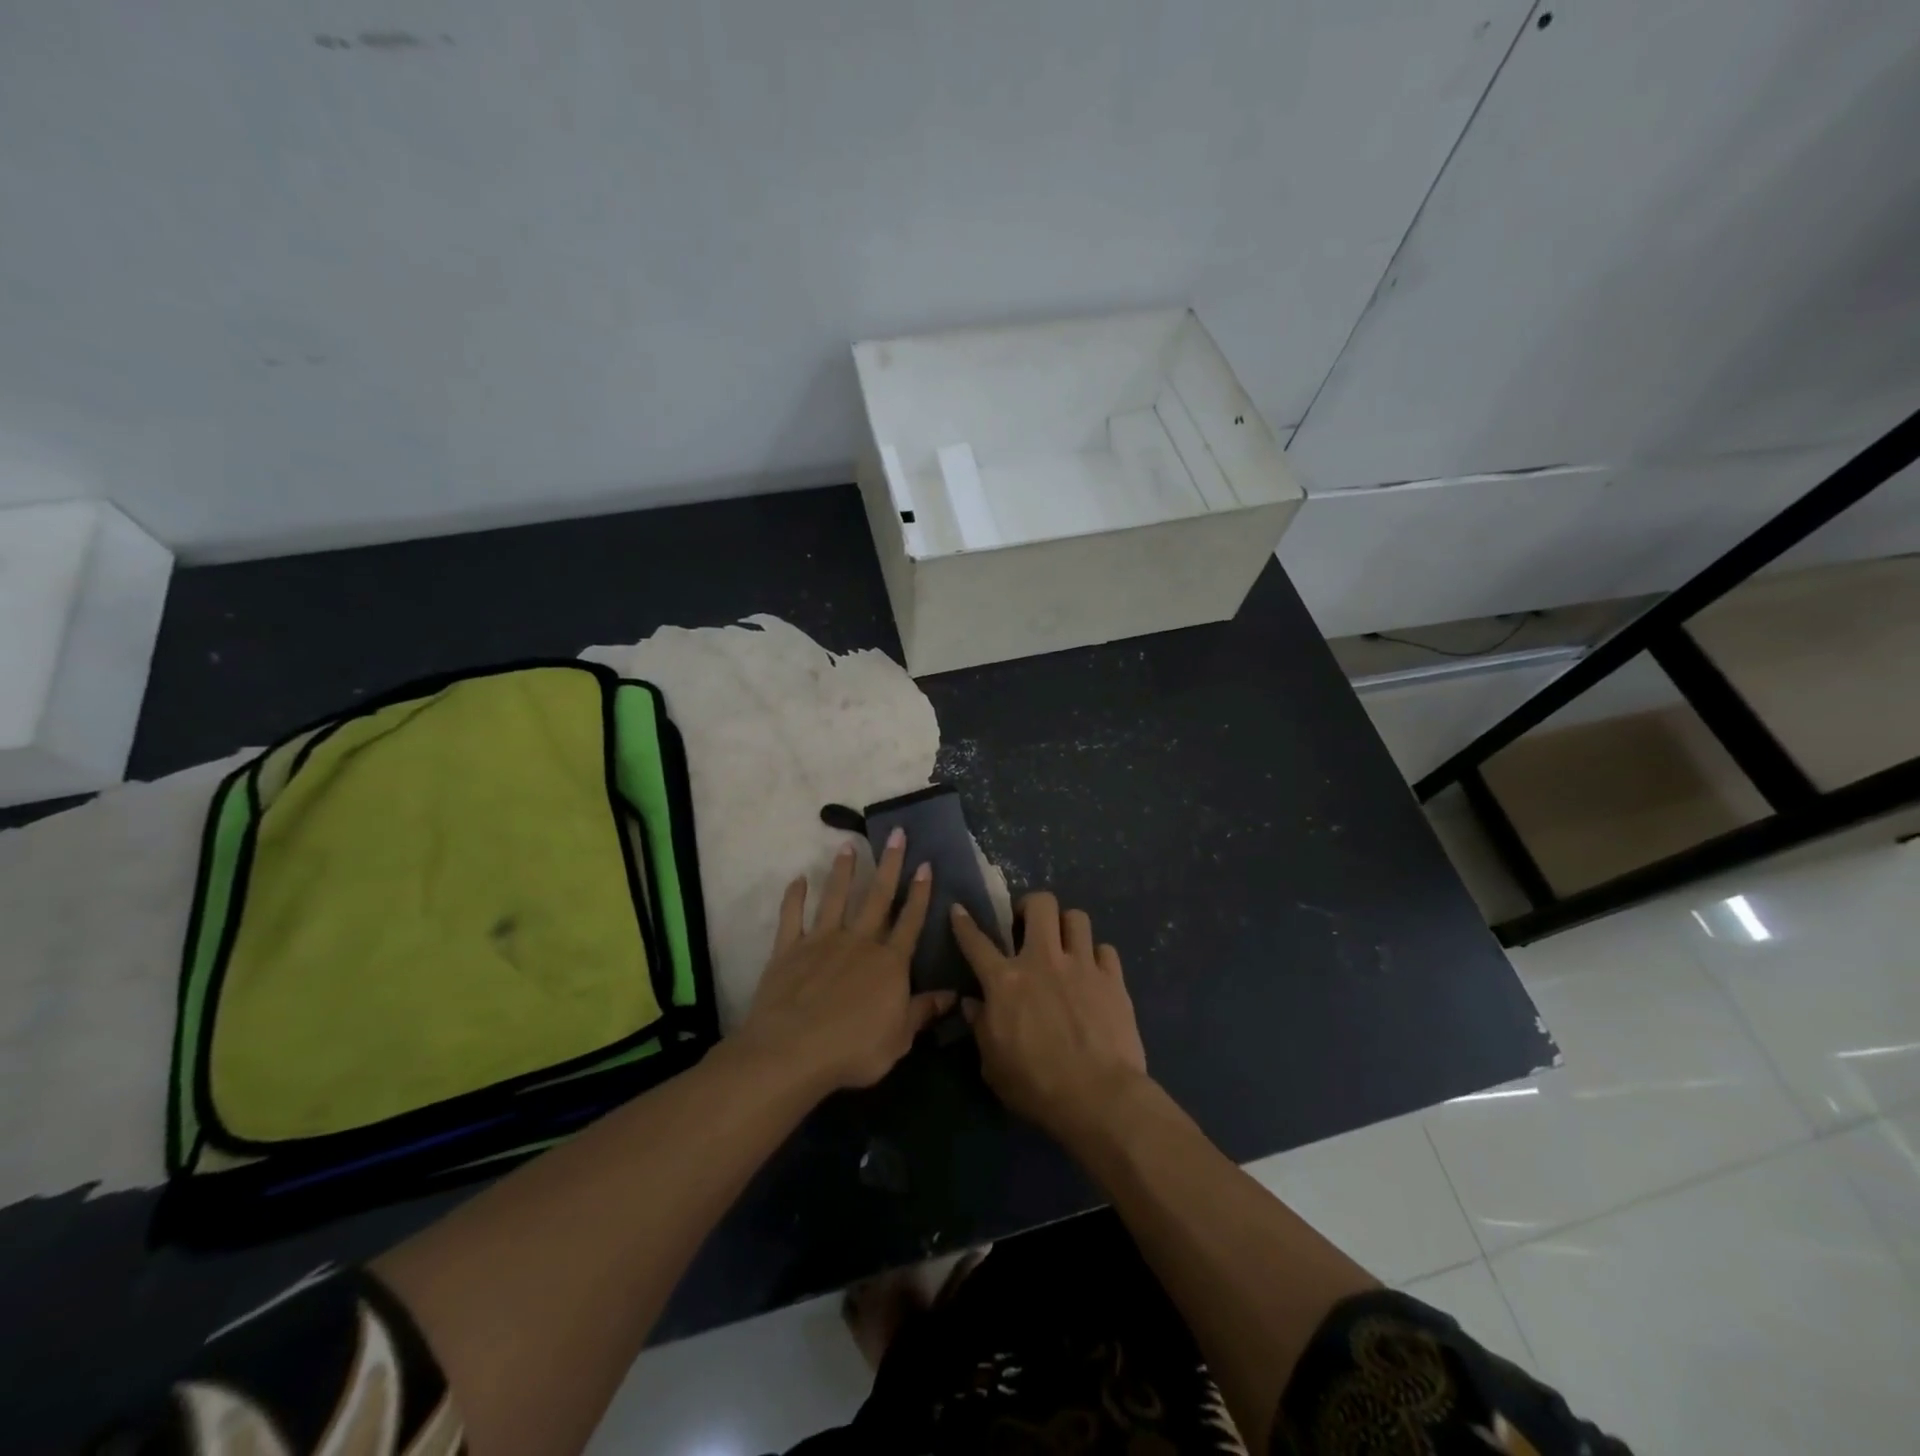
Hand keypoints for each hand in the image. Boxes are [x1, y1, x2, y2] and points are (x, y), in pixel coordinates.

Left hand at [737, 829, 952, 1095]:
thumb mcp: (899, 1038)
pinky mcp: (789, 949)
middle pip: (877, 897)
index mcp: (889, 962)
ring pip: (836, 898)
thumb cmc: (854, 1049)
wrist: (793, 1051)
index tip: (926, 864)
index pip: (910, 921)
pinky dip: (794, 897)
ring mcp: (822, 941)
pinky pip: (792, 917)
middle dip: (890, 864)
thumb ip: (923, 1012)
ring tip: (848, 846)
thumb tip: (954, 995)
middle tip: (895, 833)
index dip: (920, 893)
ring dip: (843, 871)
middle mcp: (859, 942)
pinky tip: (798, 879)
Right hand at [950, 893, 1148, 1143]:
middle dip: (1031, 906)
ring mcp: (1082, 965)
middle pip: (1040, 904)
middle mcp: (1043, 960)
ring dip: (1067, 926)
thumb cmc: (1036, 1085)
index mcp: (1006, 981)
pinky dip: (1097, 957)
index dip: (964, 923)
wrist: (1098, 1097)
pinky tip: (1094, 973)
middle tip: (1027, 927)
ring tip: (1064, 945)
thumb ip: (980, 1027)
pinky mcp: (1113, 979)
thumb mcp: (993, 1064)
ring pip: (1077, 917)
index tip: (959, 909)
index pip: (977, 942)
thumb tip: (972, 1003)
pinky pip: (1105, 949)